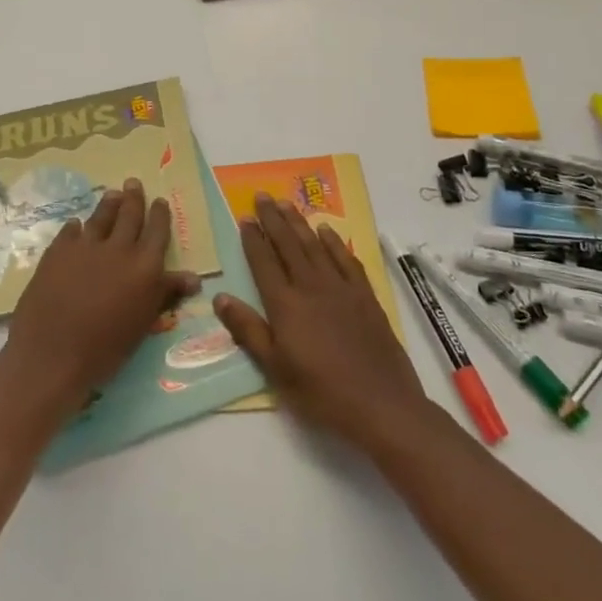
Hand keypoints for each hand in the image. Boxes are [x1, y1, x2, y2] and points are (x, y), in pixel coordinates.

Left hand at [2, 177, 200, 415]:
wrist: (53, 353)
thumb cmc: (106, 348)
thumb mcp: (143, 323)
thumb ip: (165, 293)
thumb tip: (193, 277)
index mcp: (144, 267)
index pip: (157, 231)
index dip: (160, 215)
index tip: (160, 201)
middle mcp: (118, 248)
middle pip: (129, 215)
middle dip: (134, 198)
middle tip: (133, 183)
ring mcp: (85, 246)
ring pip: (101, 216)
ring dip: (108, 204)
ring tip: (112, 194)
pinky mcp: (57, 251)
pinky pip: (71, 231)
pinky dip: (77, 226)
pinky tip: (77, 225)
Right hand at [214, 194, 429, 451]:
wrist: (381, 404)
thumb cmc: (321, 392)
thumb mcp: (275, 369)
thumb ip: (248, 330)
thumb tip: (220, 297)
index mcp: (285, 304)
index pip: (264, 262)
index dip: (252, 238)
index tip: (244, 217)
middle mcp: (311, 287)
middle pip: (288, 245)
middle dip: (273, 219)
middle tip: (262, 196)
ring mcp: (341, 289)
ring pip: (315, 246)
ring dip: (299, 223)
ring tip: (286, 203)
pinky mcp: (365, 297)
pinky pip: (346, 260)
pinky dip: (334, 243)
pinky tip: (326, 231)